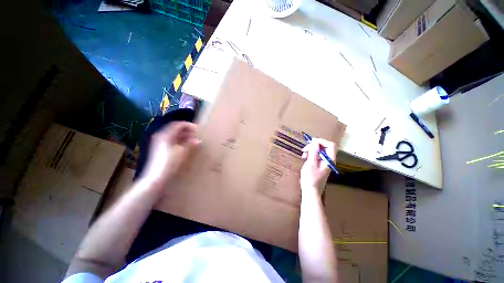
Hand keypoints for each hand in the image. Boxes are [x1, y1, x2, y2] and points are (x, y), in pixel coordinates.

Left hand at [141, 122, 198, 185]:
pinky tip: (186, 145)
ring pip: (174, 135)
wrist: (156, 177)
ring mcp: (160, 143)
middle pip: (175, 129)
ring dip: (184, 136)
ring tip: (194, 140)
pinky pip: (172, 141)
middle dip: (187, 130)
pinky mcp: (160, 149)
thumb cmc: (170, 163)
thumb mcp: (182, 152)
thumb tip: (197, 140)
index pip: (178, 124)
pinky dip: (180, 141)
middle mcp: (161, 136)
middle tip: (197, 134)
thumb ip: (190, 144)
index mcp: (165, 134)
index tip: (198, 129)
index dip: (188, 125)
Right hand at [300, 138, 335, 190]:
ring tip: (303, 155)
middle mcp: (329, 160)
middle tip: (304, 149)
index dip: (321, 141)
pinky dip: (310, 154)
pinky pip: (316, 155)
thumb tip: (315, 141)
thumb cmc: (310, 178)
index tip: (310, 142)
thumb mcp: (311, 164)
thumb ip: (314, 152)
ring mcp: (324, 162)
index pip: (330, 145)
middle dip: (314, 145)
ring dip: (311, 150)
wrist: (310, 190)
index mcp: (329, 159)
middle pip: (324, 147)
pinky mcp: (319, 164)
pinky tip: (305, 157)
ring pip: (319, 150)